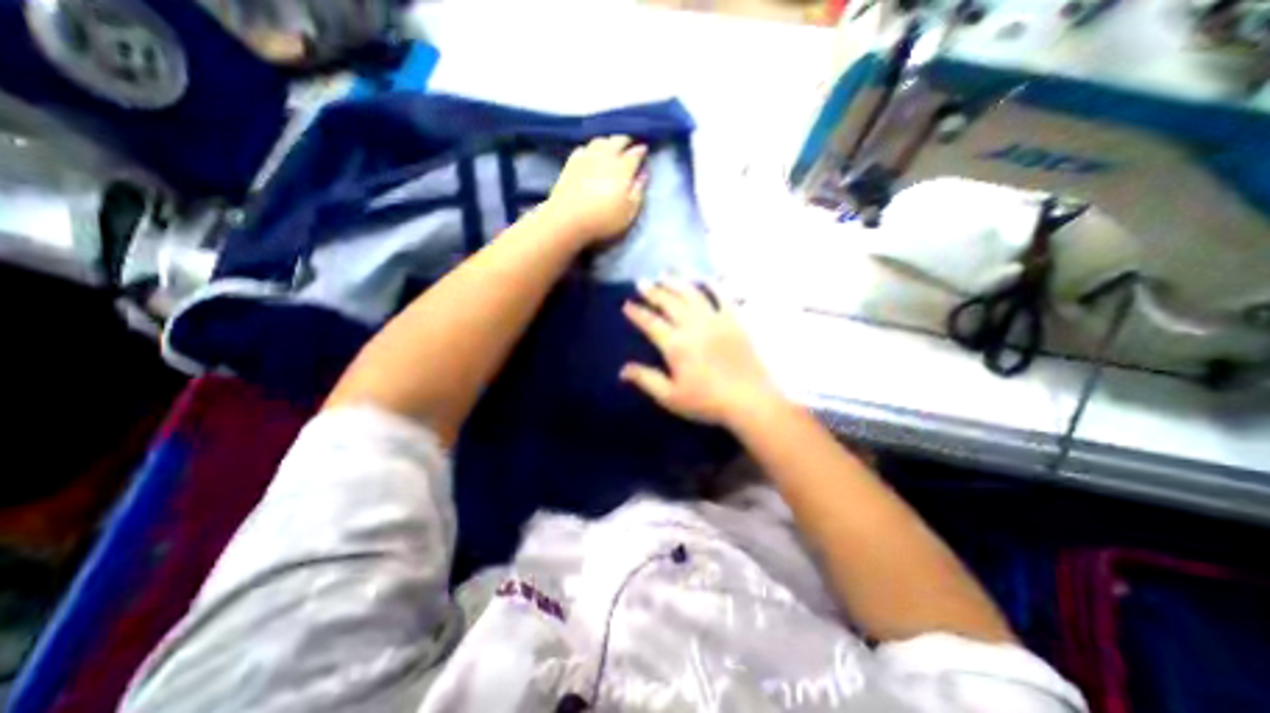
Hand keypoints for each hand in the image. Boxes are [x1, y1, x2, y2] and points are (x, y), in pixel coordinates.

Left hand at [540, 134, 649, 243]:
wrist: (568, 218)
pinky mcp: (571, 163)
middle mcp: (606, 156)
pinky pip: (584, 148)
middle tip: (630, 144)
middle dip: (626, 140)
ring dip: (608, 141)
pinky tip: (591, 154)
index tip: (644, 150)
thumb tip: (643, 174)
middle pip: (618, 140)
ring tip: (612, 146)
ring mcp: (587, 157)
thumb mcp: (629, 211)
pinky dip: (591, 148)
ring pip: (600, 140)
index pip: (635, 153)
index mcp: (623, 168)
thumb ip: (638, 191)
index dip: (641, 151)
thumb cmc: (603, 219)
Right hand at [624, 280, 784, 425]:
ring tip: (665, 274)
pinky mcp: (734, 319)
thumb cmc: (707, 401)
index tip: (627, 304)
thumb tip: (622, 370)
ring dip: (676, 282)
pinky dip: (711, 284)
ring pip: (692, 294)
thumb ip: (646, 380)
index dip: (637, 313)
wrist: (749, 400)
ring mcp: (715, 319)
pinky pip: (721, 295)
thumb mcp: (671, 397)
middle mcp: (693, 326)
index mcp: (676, 345)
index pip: (650, 322)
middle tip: (642, 282)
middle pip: (669, 302)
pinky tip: (704, 277)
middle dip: (653, 291)